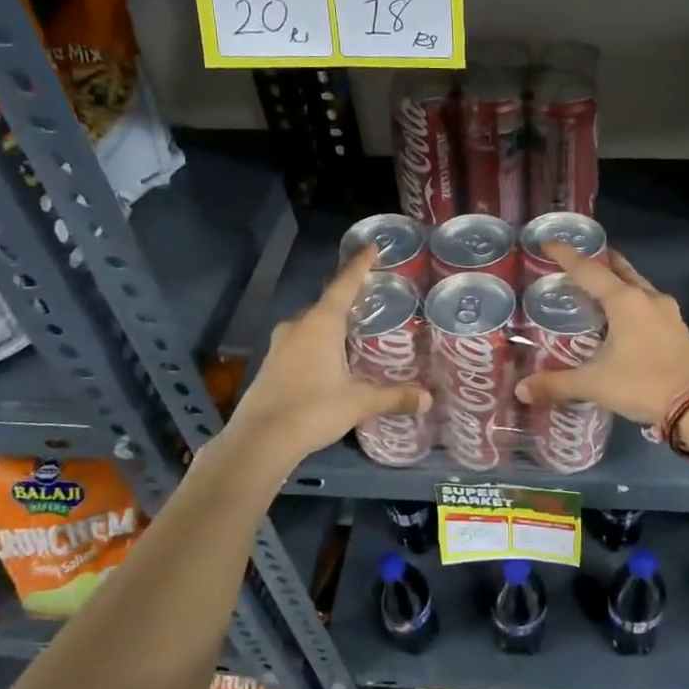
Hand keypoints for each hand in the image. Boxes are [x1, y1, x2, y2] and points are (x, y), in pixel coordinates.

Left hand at [226, 246, 430, 465]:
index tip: (372, 247)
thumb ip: (394, 396)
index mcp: (321, 323)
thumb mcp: (359, 402)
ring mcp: (280, 344)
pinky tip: (331, 358)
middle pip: (327, 303)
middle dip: (348, 298)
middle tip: (373, 299)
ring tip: (355, 329)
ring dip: (331, 323)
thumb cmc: (312, 409)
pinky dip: (318, 341)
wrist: (259, 440)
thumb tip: (429, 398)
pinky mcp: (272, 363)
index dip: (359, 265)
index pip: (344, 284)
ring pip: (311, 323)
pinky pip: (301, 341)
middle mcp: (298, 326)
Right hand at [514, 243, 688, 425]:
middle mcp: (647, 298)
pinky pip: (649, 304)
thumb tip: (521, 390)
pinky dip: (632, 302)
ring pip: (638, 286)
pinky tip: (625, 318)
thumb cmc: (643, 383)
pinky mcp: (679, 329)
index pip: (588, 270)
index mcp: (624, 301)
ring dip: (619, 281)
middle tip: (579, 260)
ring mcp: (668, 313)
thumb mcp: (595, 384)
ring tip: (600, 288)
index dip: (566, 256)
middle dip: (599, 262)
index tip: (548, 243)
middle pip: (619, 270)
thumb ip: (556, 384)